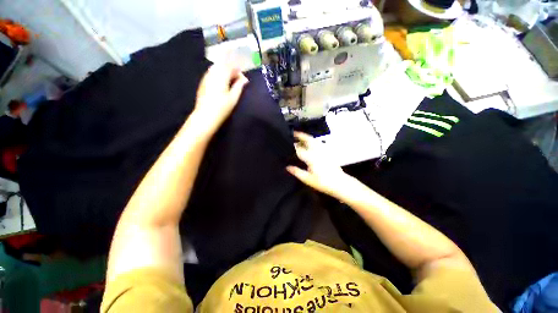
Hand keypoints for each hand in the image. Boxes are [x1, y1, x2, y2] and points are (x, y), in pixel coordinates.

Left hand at [193, 64, 248, 133]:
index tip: (244, 80)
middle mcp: (212, 73)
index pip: (231, 67)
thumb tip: (245, 79)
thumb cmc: (222, 108)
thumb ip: (239, 86)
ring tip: (231, 83)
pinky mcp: (202, 83)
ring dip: (225, 72)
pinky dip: (218, 75)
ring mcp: (206, 77)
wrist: (205, 116)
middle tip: (238, 81)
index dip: (239, 72)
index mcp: (221, 76)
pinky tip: (222, 84)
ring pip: (216, 68)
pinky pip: (212, 73)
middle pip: (223, 65)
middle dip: (231, 71)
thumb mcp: (233, 98)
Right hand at [287, 132, 352, 197]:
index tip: (287, 144)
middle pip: (308, 139)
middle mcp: (317, 151)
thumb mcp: (307, 179)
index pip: (299, 149)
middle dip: (300, 135)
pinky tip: (310, 144)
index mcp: (311, 157)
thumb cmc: (323, 182)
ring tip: (301, 137)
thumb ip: (297, 172)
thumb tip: (288, 167)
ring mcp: (323, 151)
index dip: (292, 146)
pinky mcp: (328, 152)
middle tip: (294, 133)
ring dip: (307, 137)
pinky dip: (313, 141)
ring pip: (314, 140)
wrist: (339, 183)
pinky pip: (318, 143)